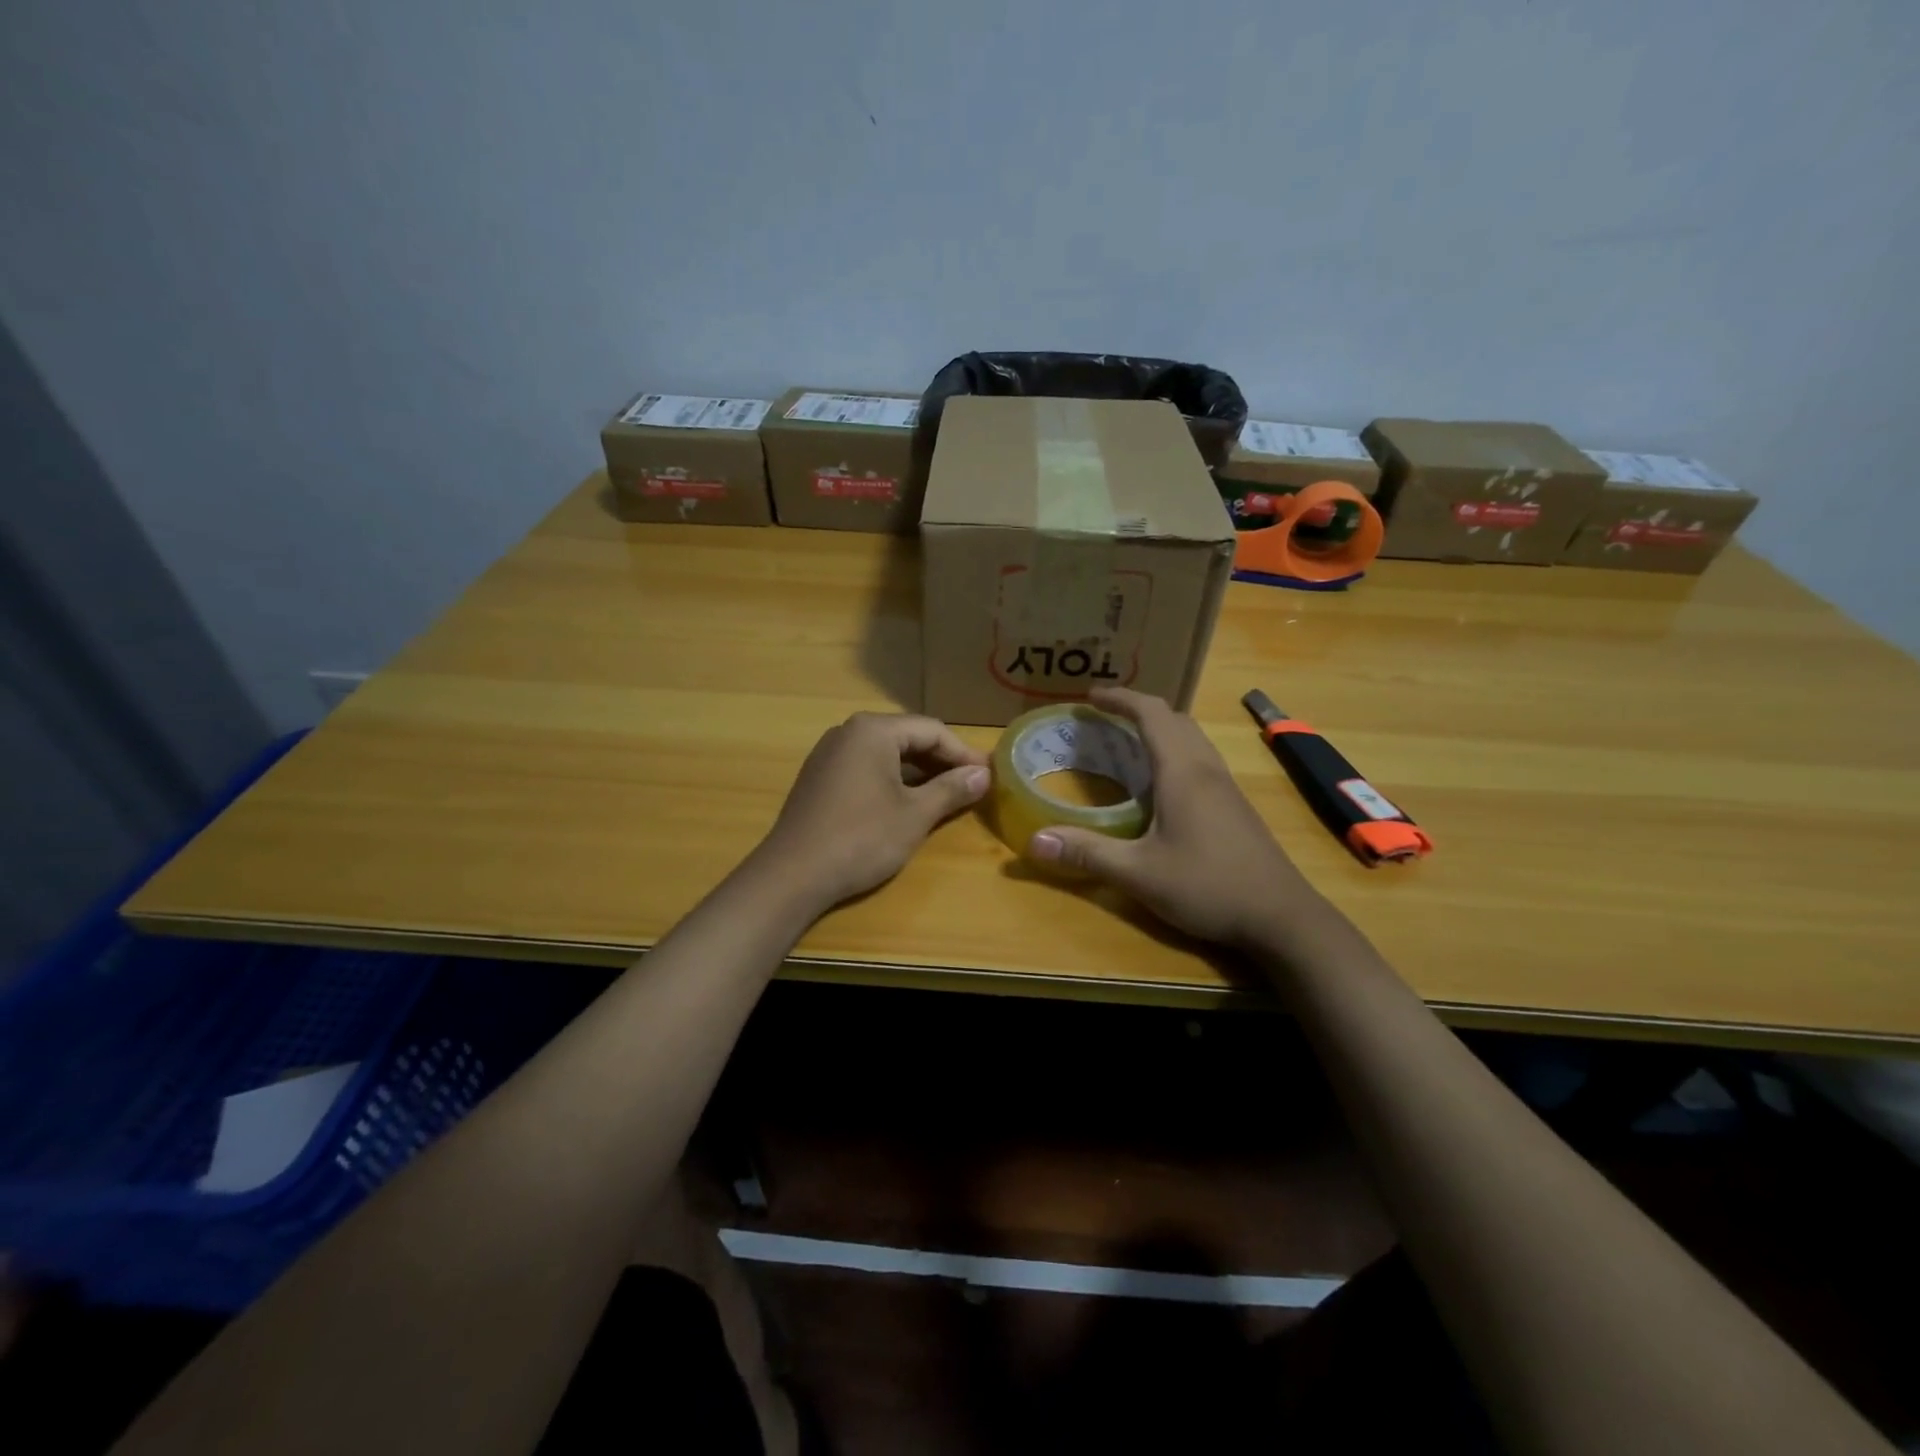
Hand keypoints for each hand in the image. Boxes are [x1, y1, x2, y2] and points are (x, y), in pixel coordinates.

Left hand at [756, 712, 989, 911]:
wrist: (792, 874)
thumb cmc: (861, 838)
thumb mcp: (915, 815)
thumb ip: (952, 789)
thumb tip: (983, 774)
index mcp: (873, 730)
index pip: (932, 730)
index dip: (964, 752)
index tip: (989, 774)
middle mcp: (848, 731)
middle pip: (908, 737)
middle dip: (942, 760)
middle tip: (972, 784)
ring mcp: (829, 754)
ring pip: (886, 753)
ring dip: (918, 771)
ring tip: (946, 794)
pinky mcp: (819, 777)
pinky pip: (865, 767)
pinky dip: (892, 780)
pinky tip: (906, 802)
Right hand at [1026, 687, 1318, 946]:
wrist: (1282, 917)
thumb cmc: (1209, 887)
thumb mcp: (1139, 873)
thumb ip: (1087, 853)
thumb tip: (1034, 841)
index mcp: (1182, 772)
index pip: (1151, 713)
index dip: (1120, 698)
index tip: (1089, 696)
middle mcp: (1206, 769)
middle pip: (1174, 718)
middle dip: (1137, 708)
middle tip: (1102, 717)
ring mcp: (1226, 787)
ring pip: (1191, 737)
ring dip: (1159, 728)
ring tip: (1126, 741)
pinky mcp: (1235, 806)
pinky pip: (1200, 758)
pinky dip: (1174, 750)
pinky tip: (1160, 782)